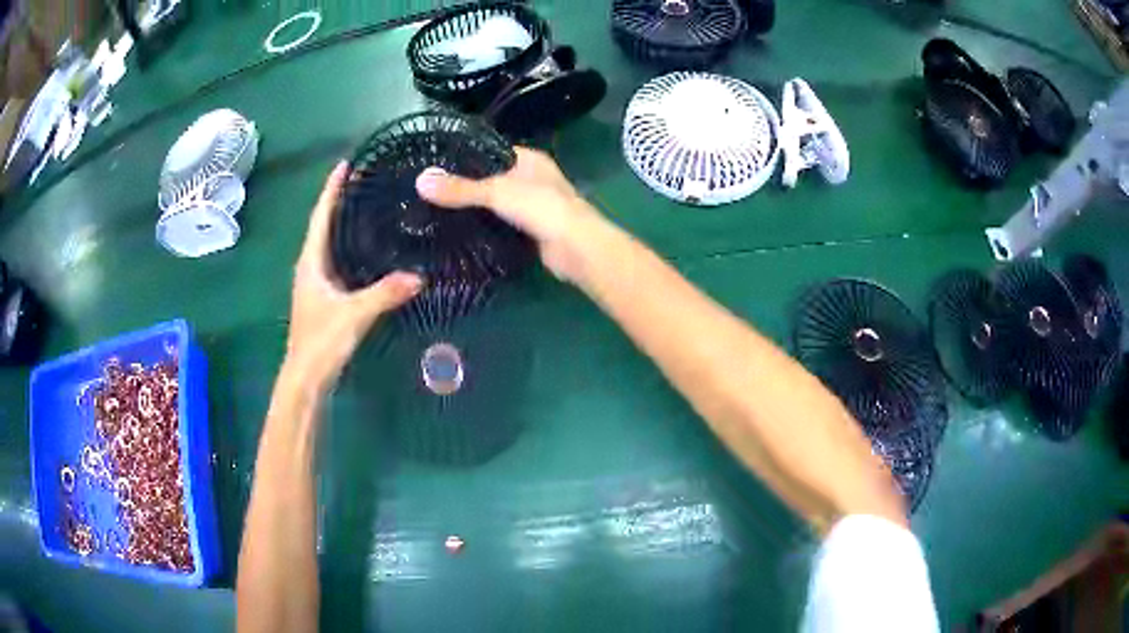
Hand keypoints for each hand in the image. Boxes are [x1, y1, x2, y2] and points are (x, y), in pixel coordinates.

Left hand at [285, 162, 422, 388]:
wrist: (306, 378)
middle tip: (364, 180)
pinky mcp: (324, 298)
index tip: (345, 164)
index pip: (320, 217)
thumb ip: (384, 294)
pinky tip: (369, 250)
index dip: (331, 190)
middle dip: (339, 201)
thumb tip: (419, 275)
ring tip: (368, 207)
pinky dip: (350, 247)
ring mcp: (316, 283)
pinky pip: (338, 261)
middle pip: (324, 225)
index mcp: (311, 262)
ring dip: (344, 223)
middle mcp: (311, 267)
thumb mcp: (354, 315)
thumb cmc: (322, 341)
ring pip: (330, 244)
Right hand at [415, 147, 609, 283]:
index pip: (491, 151)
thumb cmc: (541, 208)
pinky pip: (501, 226)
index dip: (465, 157)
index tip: (435, 166)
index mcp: (529, 159)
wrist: (576, 249)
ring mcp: (533, 206)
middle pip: (491, 178)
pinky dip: (484, 229)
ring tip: (436, 212)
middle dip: (465, 186)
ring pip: (496, 204)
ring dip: (474, 210)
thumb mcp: (496, 192)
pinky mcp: (530, 231)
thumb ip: (460, 189)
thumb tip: (420, 181)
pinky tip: (459, 233)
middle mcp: (532, 179)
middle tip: (430, 193)